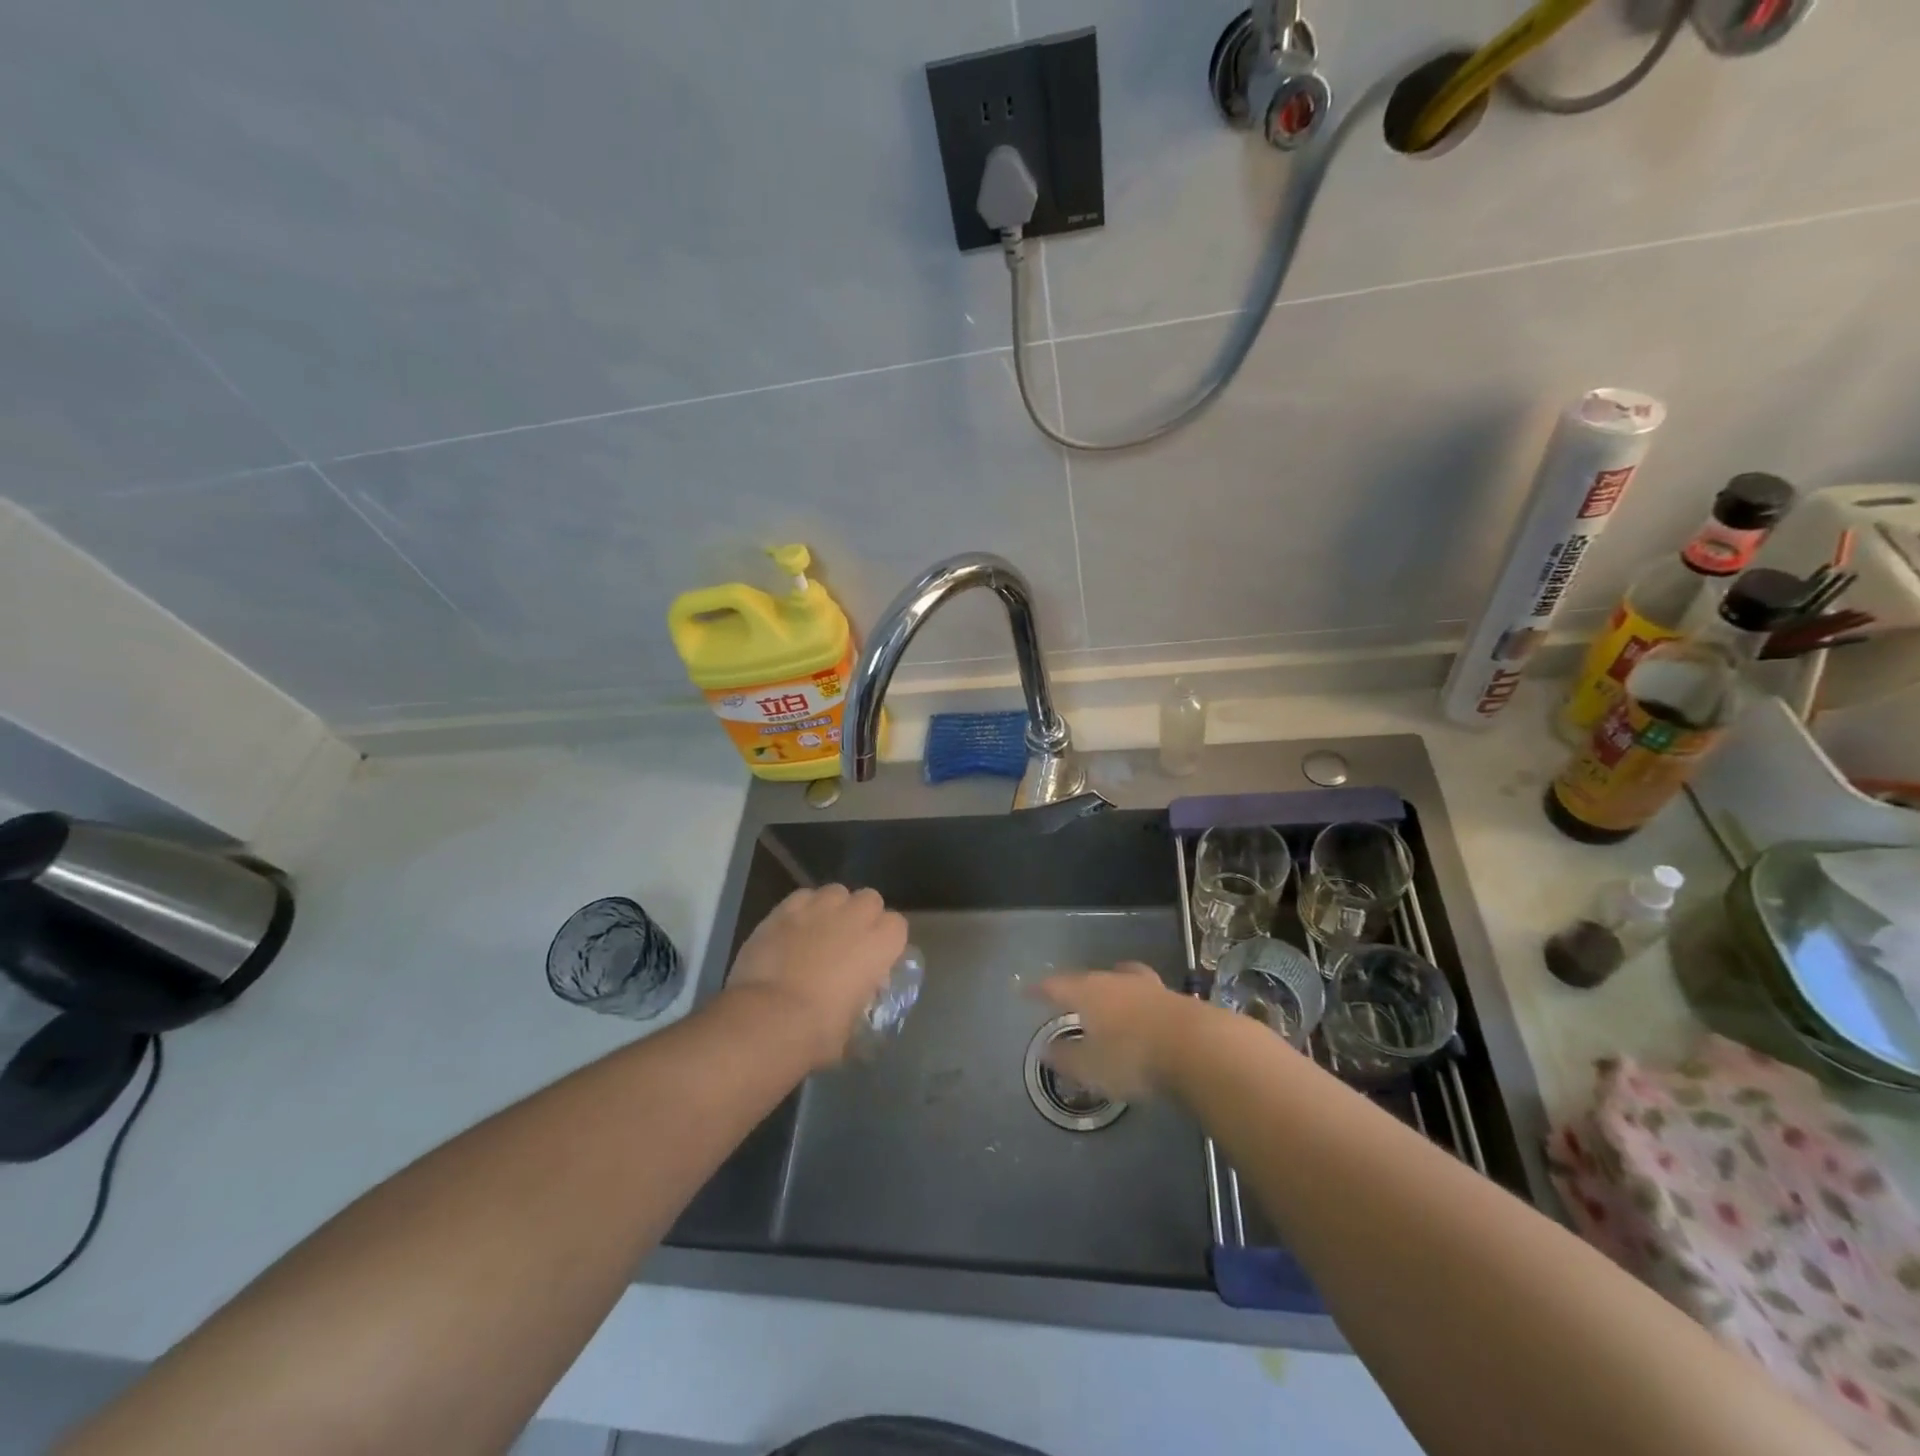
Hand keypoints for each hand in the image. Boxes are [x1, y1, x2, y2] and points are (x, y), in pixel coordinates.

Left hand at [723, 885, 907, 1069]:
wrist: (768, 1019)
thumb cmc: (818, 1031)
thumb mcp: (854, 1024)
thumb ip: (859, 1000)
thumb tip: (852, 1001)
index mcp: (880, 944)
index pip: (897, 925)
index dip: (886, 940)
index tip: (874, 959)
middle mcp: (855, 916)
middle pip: (869, 899)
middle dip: (862, 915)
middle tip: (847, 942)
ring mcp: (819, 908)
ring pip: (835, 892)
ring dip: (833, 908)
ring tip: (819, 931)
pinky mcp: (784, 909)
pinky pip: (802, 897)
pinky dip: (801, 909)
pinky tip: (792, 929)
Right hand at [1033, 963, 1203, 1099]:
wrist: (1200, 1049)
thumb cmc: (1133, 1056)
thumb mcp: (1091, 1066)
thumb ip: (1066, 1057)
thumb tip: (1046, 1049)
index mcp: (1089, 991)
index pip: (1056, 985)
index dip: (1039, 989)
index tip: (1025, 991)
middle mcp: (1117, 981)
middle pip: (1091, 978)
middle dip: (1079, 987)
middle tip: (1071, 997)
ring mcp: (1149, 987)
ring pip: (1124, 981)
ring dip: (1114, 990)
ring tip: (1111, 1001)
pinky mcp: (1177, 1001)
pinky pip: (1147, 997)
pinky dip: (1139, 1006)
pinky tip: (1144, 1019)